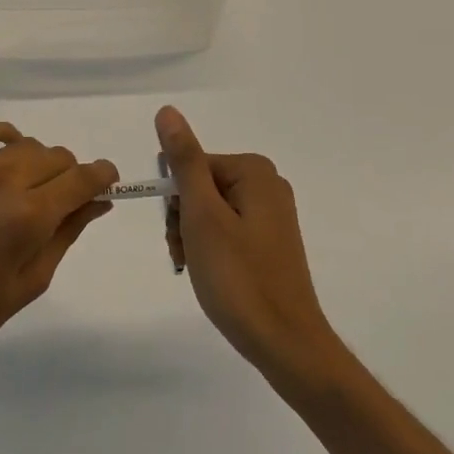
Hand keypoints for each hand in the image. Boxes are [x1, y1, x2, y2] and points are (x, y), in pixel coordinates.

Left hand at [0, 120, 117, 376]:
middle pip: (58, 157)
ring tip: (26, 191)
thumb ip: (66, 235)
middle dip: (70, 176)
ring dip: (39, 163)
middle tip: (59, 205)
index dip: (103, 176)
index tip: (107, 184)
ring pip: (27, 144)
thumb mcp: (28, 284)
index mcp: (28, 216)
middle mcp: (3, 180)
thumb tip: (98, 201)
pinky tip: (6, 155)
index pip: (83, 178)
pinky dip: (5, 137)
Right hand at [156, 106, 340, 383]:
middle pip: (202, 187)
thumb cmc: (238, 277)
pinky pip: (228, 231)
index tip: (179, 234)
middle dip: (184, 220)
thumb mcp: (202, 215)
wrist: (285, 343)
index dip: (177, 200)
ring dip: (193, 237)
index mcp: (254, 171)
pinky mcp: (271, 242)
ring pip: (211, 212)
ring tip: (197, 269)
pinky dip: (211, 250)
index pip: (192, 166)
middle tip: (186, 254)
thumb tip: (167, 111)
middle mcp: (267, 185)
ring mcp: (272, 215)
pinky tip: (210, 275)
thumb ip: (185, 161)